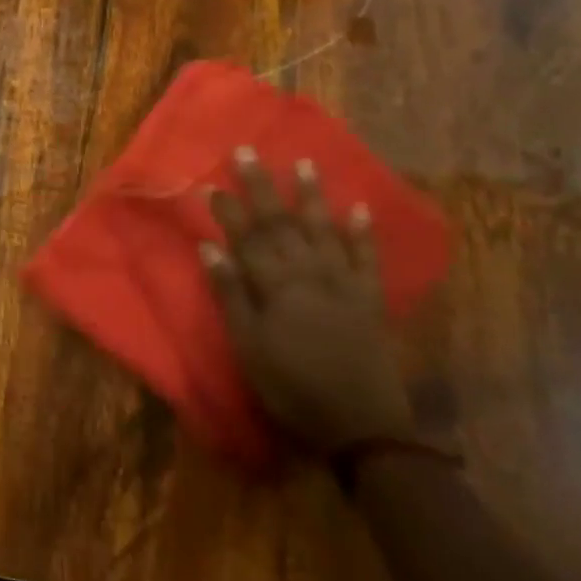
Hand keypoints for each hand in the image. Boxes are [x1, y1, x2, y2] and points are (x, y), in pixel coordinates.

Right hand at [201, 148, 413, 453]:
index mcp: (276, 286)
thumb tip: (210, 248)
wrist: (362, 428)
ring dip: (312, 196)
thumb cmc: (292, 387)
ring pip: (323, 230)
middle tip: (248, 152)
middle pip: (281, 223)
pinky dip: (363, 233)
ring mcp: (343, 283)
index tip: (211, 182)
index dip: (228, 209)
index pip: (246, 237)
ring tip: (305, 163)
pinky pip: (367, 259)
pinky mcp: (370, 299)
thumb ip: (231, 295)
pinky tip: (360, 209)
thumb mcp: (249, 347)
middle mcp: (309, 274)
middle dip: (262, 187)